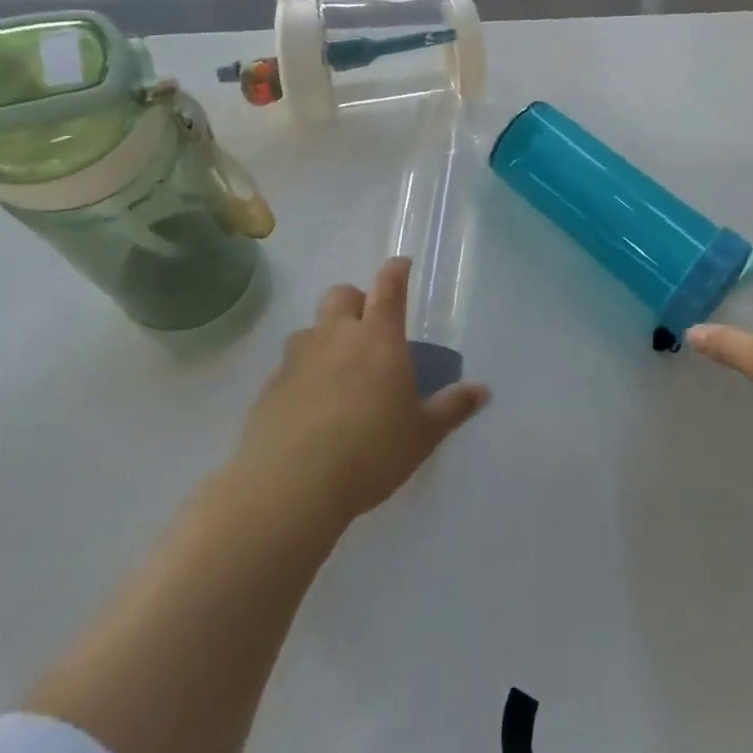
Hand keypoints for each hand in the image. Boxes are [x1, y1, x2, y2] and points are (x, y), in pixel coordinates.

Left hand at [234, 257, 490, 526]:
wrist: (291, 486)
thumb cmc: (371, 451)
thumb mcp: (422, 434)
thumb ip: (452, 408)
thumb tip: (483, 391)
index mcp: (379, 338)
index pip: (388, 286)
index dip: (395, 271)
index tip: (401, 265)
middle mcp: (336, 337)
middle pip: (341, 295)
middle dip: (355, 301)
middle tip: (368, 328)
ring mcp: (298, 360)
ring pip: (310, 329)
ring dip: (324, 338)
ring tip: (336, 370)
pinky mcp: (269, 388)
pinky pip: (288, 368)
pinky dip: (301, 375)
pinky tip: (309, 407)